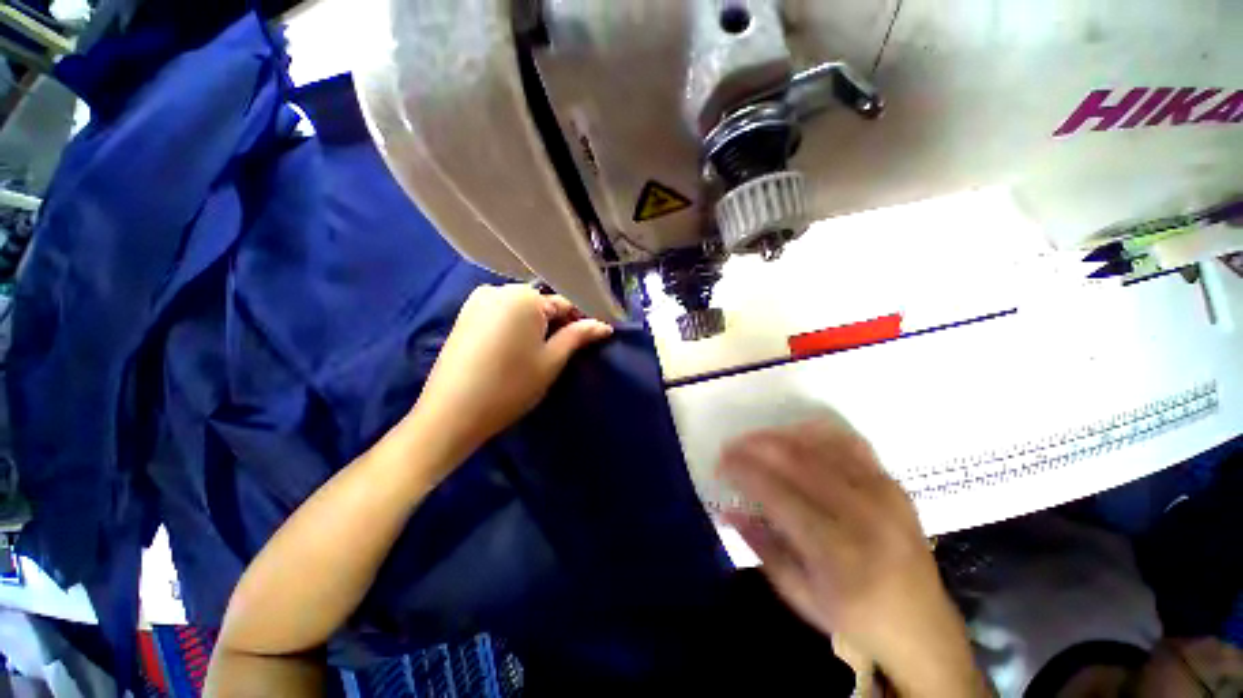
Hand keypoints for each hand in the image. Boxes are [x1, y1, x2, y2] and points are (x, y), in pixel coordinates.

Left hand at [412, 284, 612, 456]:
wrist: (452, 413)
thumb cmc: (510, 386)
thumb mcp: (551, 360)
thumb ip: (578, 336)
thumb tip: (604, 325)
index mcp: (523, 296)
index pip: (564, 303)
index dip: (580, 322)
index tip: (590, 341)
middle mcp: (498, 289)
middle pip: (541, 304)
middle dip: (556, 324)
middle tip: (563, 352)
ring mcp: (477, 301)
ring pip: (520, 310)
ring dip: (535, 327)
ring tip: (539, 354)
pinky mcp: (464, 316)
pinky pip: (501, 315)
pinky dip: (514, 328)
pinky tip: (514, 351)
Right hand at [718, 416, 987, 695]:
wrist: (922, 626)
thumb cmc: (855, 617)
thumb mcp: (800, 595)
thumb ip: (761, 546)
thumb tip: (726, 508)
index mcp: (837, 553)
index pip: (777, 493)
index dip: (743, 471)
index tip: (721, 462)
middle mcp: (863, 515)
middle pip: (796, 460)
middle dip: (754, 446)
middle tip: (731, 445)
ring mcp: (883, 493)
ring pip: (820, 445)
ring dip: (779, 435)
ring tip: (754, 439)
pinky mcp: (893, 483)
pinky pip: (848, 442)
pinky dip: (816, 432)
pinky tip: (794, 435)